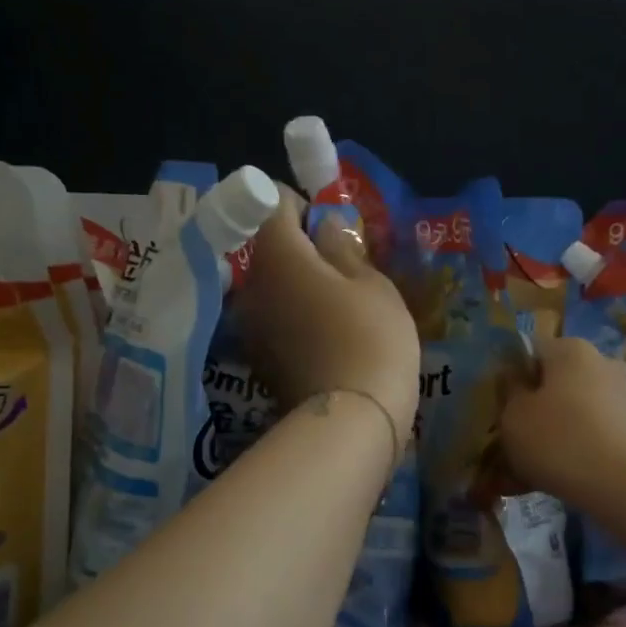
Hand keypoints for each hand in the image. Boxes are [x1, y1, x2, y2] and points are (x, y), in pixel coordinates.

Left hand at [232, 190, 420, 435]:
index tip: (330, 224)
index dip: (301, 206)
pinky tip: (328, 337)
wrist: (352, 421)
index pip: (273, 206)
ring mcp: (252, 328)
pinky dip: (296, 318)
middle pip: (270, 251)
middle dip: (302, 250)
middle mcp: (252, 287)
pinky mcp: (260, 360)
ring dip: (299, 287)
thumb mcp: (373, 285)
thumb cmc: (371, 338)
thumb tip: (325, 225)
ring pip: (273, 288)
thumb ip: (344, 248)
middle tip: (344, 267)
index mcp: (278, 257)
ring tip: (340, 306)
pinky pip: (276, 321)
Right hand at [498, 335, 625, 505]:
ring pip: (570, 414)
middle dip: (531, 411)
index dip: (509, 379)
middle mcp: (600, 364)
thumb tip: (514, 379)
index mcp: (570, 350)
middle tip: (511, 443)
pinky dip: (572, 453)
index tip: (499, 409)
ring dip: (549, 436)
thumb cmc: (560, 441)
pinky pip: (590, 436)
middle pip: (552, 385)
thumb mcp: (513, 416)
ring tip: (529, 472)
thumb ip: (508, 392)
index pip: (529, 352)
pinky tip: (555, 481)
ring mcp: (621, 398)